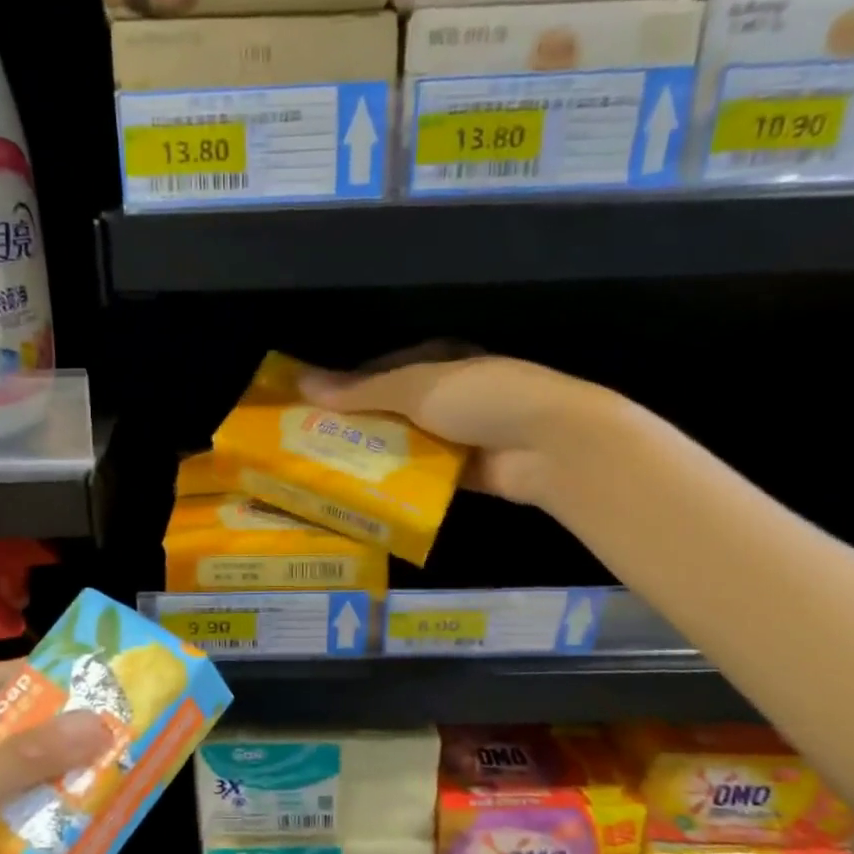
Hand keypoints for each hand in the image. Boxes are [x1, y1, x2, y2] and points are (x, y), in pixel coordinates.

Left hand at [0, 660, 112, 853]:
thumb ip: (28, 759)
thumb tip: (99, 722)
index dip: (38, 678)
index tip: (94, 676)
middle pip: (11, 736)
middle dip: (61, 735)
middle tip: (120, 727)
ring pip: (19, 786)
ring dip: (60, 784)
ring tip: (119, 772)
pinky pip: (17, 832)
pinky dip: (48, 830)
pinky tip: (92, 826)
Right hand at [299, 345, 617, 510]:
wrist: (551, 445)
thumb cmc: (482, 398)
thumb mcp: (415, 387)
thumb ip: (360, 391)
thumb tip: (302, 382)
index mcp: (440, 360)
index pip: (381, 370)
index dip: (346, 386)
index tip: (309, 406)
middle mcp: (447, 394)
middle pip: (390, 409)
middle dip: (355, 425)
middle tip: (309, 444)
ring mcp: (458, 434)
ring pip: (404, 443)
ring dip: (373, 455)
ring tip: (326, 471)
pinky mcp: (464, 471)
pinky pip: (421, 474)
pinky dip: (397, 481)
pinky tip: (362, 492)